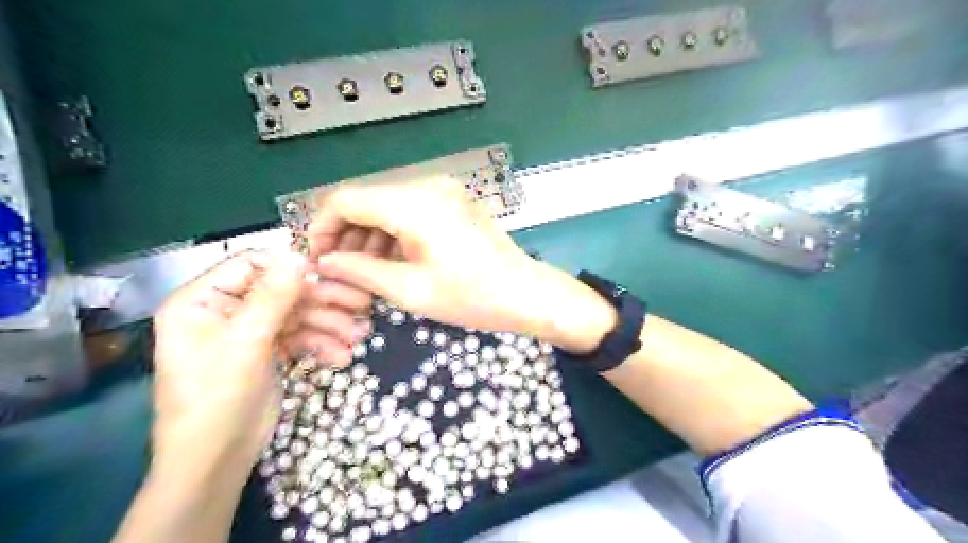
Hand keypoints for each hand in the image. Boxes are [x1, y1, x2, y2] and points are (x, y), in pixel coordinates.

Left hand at [152, 250, 367, 467]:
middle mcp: (225, 310)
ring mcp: (249, 331)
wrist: (216, 462)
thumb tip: (297, 253)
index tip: (332, 274)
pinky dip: (322, 344)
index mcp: (202, 300)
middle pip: (282, 291)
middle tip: (362, 305)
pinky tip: (342, 357)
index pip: (252, 264)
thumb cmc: (217, 401)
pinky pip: (299, 337)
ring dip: (329, 325)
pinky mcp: (268, 351)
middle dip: (323, 302)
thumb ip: (272, 297)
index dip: (292, 268)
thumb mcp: (246, 345)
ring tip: (360, 336)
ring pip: (297, 315)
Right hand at [305, 175, 614, 352]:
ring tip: (365, 273)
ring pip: (386, 205)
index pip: (345, 199)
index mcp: (414, 203)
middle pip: (366, 200)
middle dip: (346, 235)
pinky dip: (393, 233)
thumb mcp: (411, 290)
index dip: (322, 228)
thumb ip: (360, 271)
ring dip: (369, 236)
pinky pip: (409, 210)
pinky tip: (392, 261)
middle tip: (340, 272)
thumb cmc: (472, 296)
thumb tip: (325, 262)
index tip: (317, 259)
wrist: (526, 292)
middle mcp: (427, 185)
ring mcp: (443, 190)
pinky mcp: (452, 201)